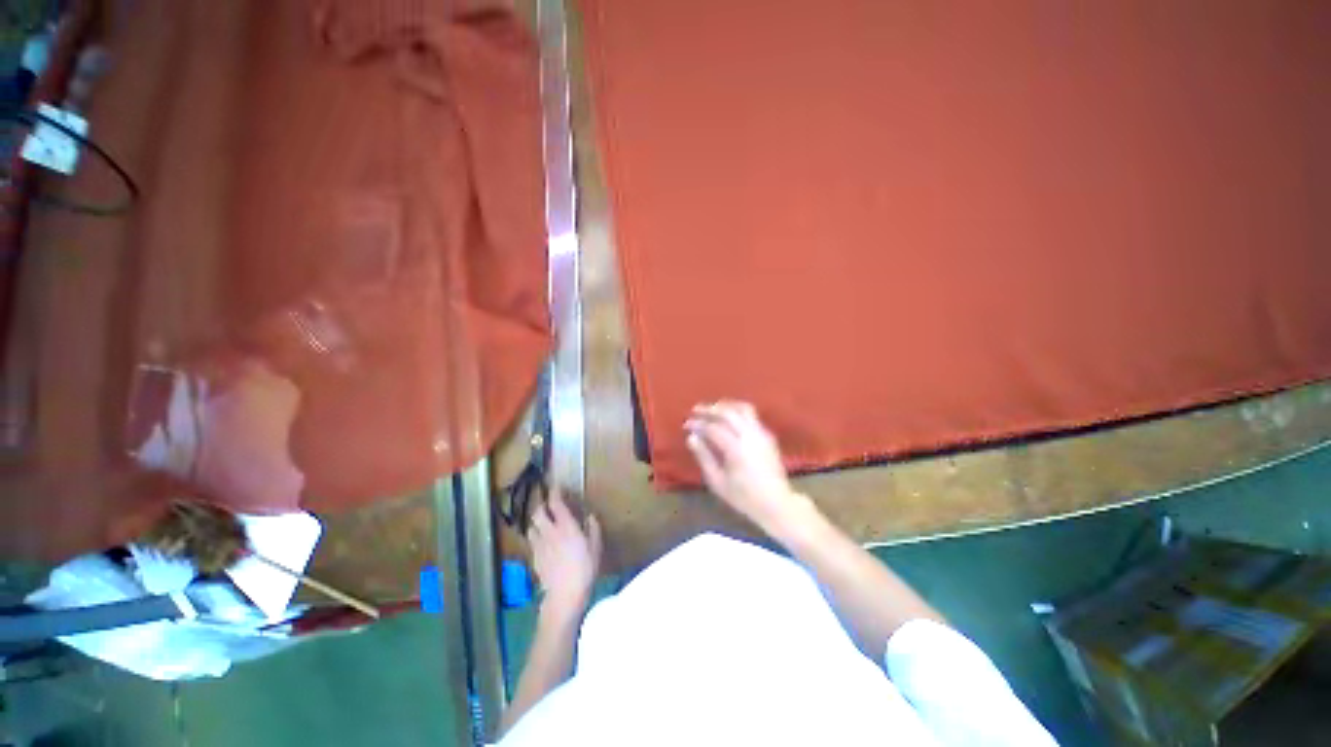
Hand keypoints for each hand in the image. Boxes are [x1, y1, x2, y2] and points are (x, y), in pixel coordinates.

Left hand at [528, 489, 601, 617]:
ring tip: (543, 522)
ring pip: (532, 526)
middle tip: (548, 505)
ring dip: (537, 521)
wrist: (564, 594)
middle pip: (538, 512)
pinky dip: (536, 536)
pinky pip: (532, 541)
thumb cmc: (584, 568)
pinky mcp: (534, 557)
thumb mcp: (595, 547)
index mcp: (566, 526)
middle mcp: (550, 532)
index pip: (556, 504)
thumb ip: (593, 529)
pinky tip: (543, 541)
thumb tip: (590, 517)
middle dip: (542, 506)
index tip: (556, 487)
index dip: (555, 493)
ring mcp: (539, 545)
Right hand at [685, 401, 815, 535]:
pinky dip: (737, 412)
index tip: (686, 424)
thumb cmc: (743, 497)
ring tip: (713, 409)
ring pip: (743, 409)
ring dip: (726, 406)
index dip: (698, 424)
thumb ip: (704, 457)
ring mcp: (761, 433)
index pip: (713, 428)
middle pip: (728, 413)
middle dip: (709, 409)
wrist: (776, 503)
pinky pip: (752, 416)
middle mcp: (750, 436)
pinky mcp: (768, 435)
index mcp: (736, 448)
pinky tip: (729, 418)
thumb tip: (692, 437)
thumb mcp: (718, 482)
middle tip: (696, 409)